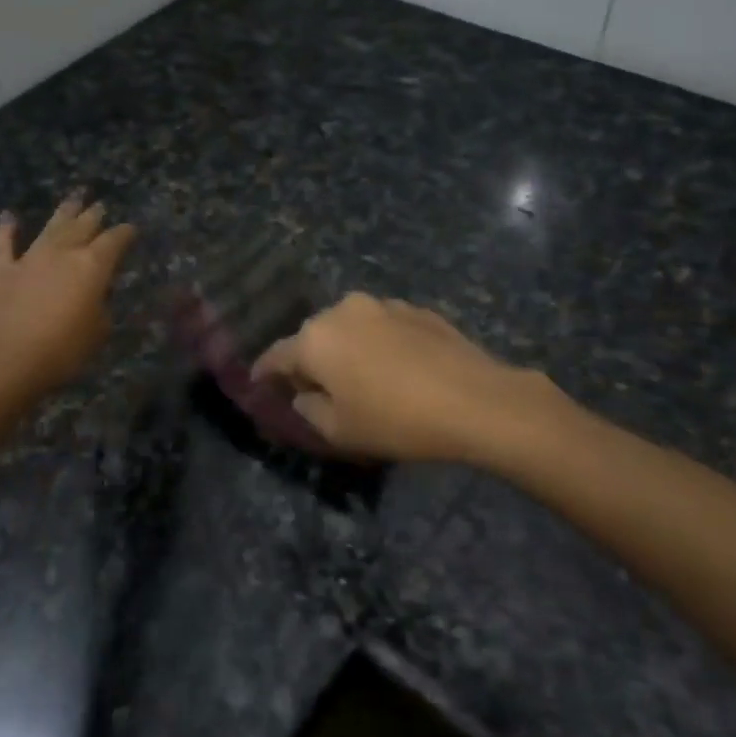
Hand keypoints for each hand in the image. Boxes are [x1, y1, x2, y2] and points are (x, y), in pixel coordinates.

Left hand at [0, 195, 136, 407]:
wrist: (6, 361)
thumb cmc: (62, 351)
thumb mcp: (98, 332)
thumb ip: (100, 307)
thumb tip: (95, 296)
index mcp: (92, 266)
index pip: (115, 241)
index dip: (125, 233)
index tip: (131, 229)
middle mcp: (63, 252)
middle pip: (83, 226)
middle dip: (94, 215)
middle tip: (101, 206)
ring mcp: (30, 257)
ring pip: (51, 227)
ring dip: (64, 211)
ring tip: (74, 197)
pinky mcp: (1, 269)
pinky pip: (4, 242)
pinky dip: (6, 228)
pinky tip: (9, 215)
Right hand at [251, 293, 534, 463]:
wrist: (475, 400)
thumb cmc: (396, 420)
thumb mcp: (339, 431)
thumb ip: (307, 408)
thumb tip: (302, 393)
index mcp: (315, 337)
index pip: (276, 356)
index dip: (265, 374)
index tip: (259, 385)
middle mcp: (343, 310)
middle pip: (313, 337)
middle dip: (310, 362)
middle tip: (318, 392)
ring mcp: (383, 305)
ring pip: (349, 329)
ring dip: (347, 350)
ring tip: (362, 379)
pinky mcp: (416, 309)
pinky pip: (383, 327)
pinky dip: (379, 345)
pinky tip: (398, 370)